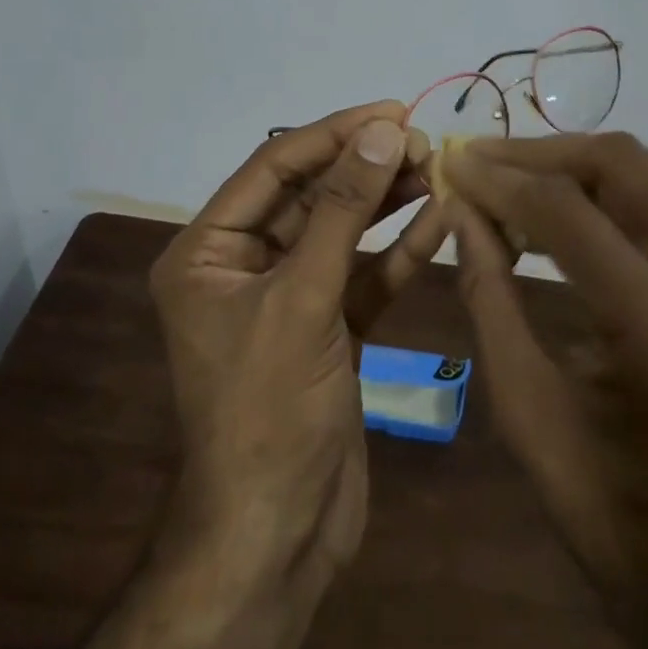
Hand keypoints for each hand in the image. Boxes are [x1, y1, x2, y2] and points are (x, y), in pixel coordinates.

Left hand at [149, 100, 442, 588]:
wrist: (278, 537)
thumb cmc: (268, 410)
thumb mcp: (303, 298)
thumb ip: (344, 211)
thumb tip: (382, 132)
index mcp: (208, 252)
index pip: (274, 169)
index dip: (332, 135)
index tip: (391, 111)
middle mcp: (244, 266)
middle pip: (311, 196)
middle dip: (365, 167)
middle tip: (423, 141)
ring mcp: (290, 298)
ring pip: (343, 233)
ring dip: (387, 202)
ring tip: (436, 168)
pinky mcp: (329, 328)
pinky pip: (365, 275)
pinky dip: (400, 251)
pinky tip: (439, 221)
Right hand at [443, 133, 647, 610]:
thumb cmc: (604, 511)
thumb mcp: (523, 405)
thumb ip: (489, 294)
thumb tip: (459, 212)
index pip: (570, 215)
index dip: (502, 181)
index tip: (454, 164)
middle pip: (629, 167)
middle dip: (546, 153)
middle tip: (484, 161)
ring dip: (578, 166)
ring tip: (514, 180)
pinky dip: (608, 197)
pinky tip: (561, 216)